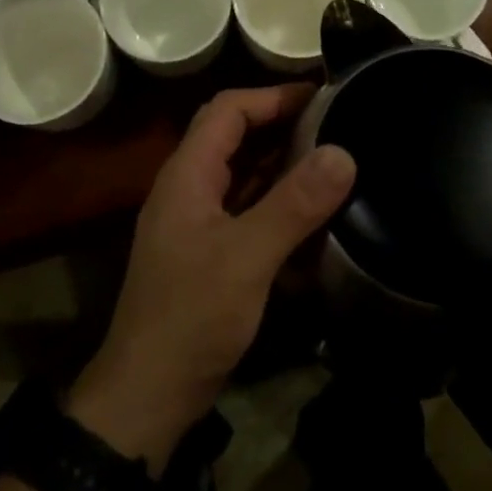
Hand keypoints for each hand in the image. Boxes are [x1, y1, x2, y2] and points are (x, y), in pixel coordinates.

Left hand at [70, 86, 355, 467]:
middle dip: (282, 124)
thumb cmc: (192, 316)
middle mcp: (189, 189)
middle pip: (235, 137)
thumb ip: (294, 204)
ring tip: (333, 159)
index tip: (321, 94)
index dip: (273, 95)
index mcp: (188, 175)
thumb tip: (343, 153)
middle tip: (336, 123)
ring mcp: (198, 222)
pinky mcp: (210, 252)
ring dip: (283, 164)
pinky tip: (314, 215)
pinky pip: (247, 210)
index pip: (228, 109)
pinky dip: (278, 203)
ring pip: (243, 174)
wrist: (147, 396)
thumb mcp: (248, 257)